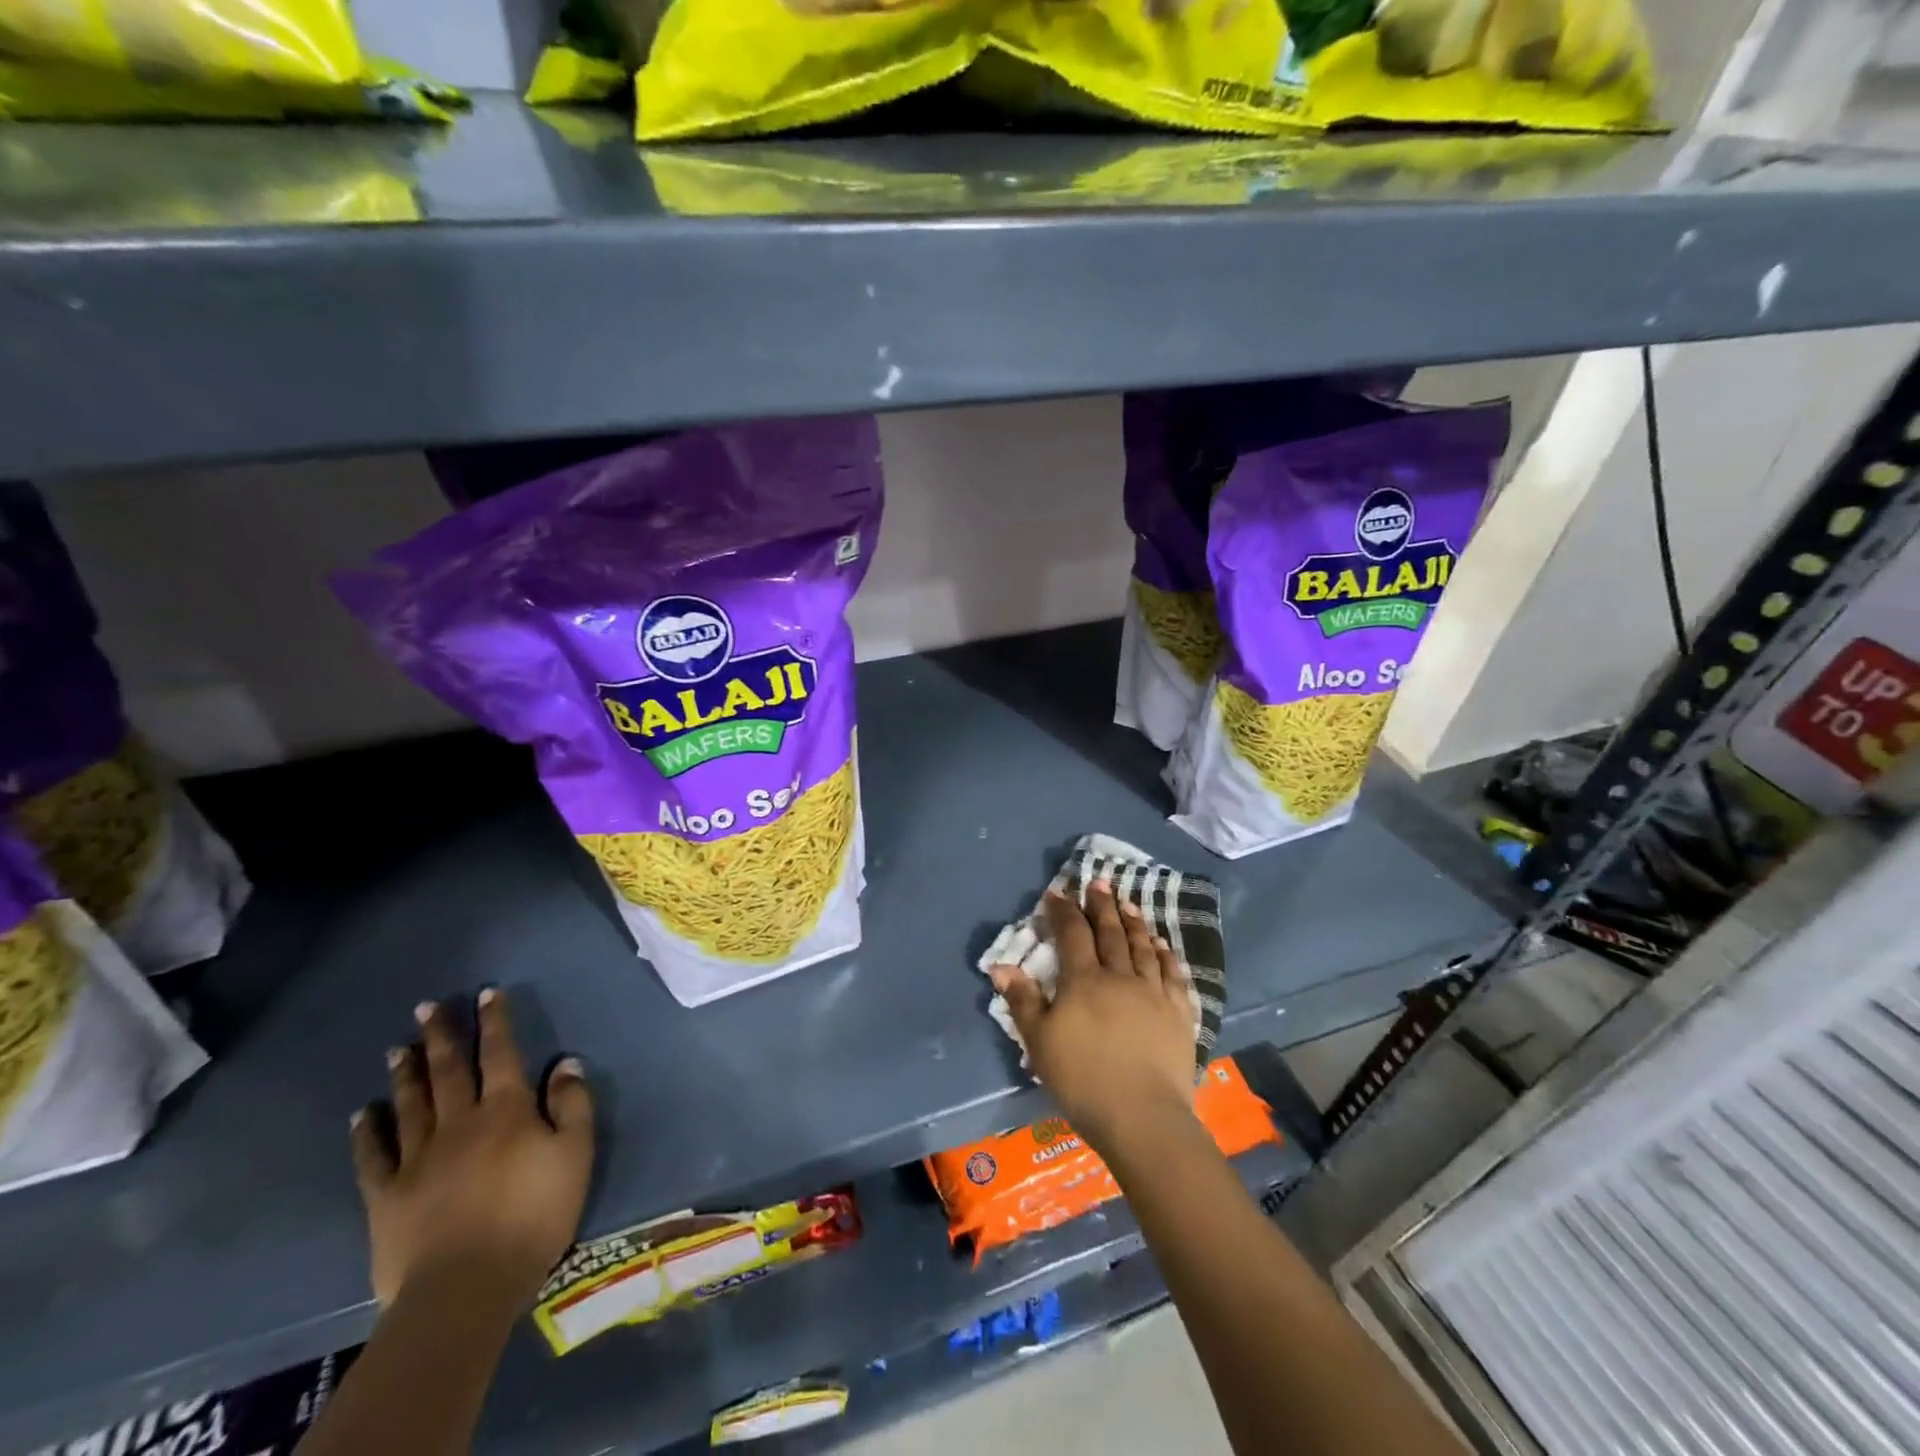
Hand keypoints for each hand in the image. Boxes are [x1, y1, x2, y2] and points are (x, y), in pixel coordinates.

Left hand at [350, 989, 594, 1309]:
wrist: (466, 1287)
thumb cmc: (534, 1215)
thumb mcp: (575, 1155)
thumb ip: (573, 1105)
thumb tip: (566, 1063)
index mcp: (508, 1111)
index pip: (502, 1054)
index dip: (495, 1022)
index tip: (486, 993)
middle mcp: (460, 1122)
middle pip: (450, 1070)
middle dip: (441, 1035)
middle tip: (427, 1006)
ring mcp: (418, 1158)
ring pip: (411, 1103)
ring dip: (407, 1072)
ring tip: (398, 1047)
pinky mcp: (387, 1196)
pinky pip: (374, 1156)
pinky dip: (368, 1132)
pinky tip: (364, 1113)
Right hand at [991, 881, 1195, 1150]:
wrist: (1142, 1116)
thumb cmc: (1082, 1079)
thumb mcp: (1040, 1042)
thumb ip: (1022, 1000)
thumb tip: (1001, 965)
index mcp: (1083, 981)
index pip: (1071, 934)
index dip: (1063, 911)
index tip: (1058, 892)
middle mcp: (1119, 977)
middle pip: (1110, 933)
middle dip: (1102, 906)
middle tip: (1099, 882)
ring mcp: (1153, 993)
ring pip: (1141, 947)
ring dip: (1133, 922)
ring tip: (1127, 904)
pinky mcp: (1178, 1013)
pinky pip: (1171, 974)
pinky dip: (1164, 954)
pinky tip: (1161, 944)